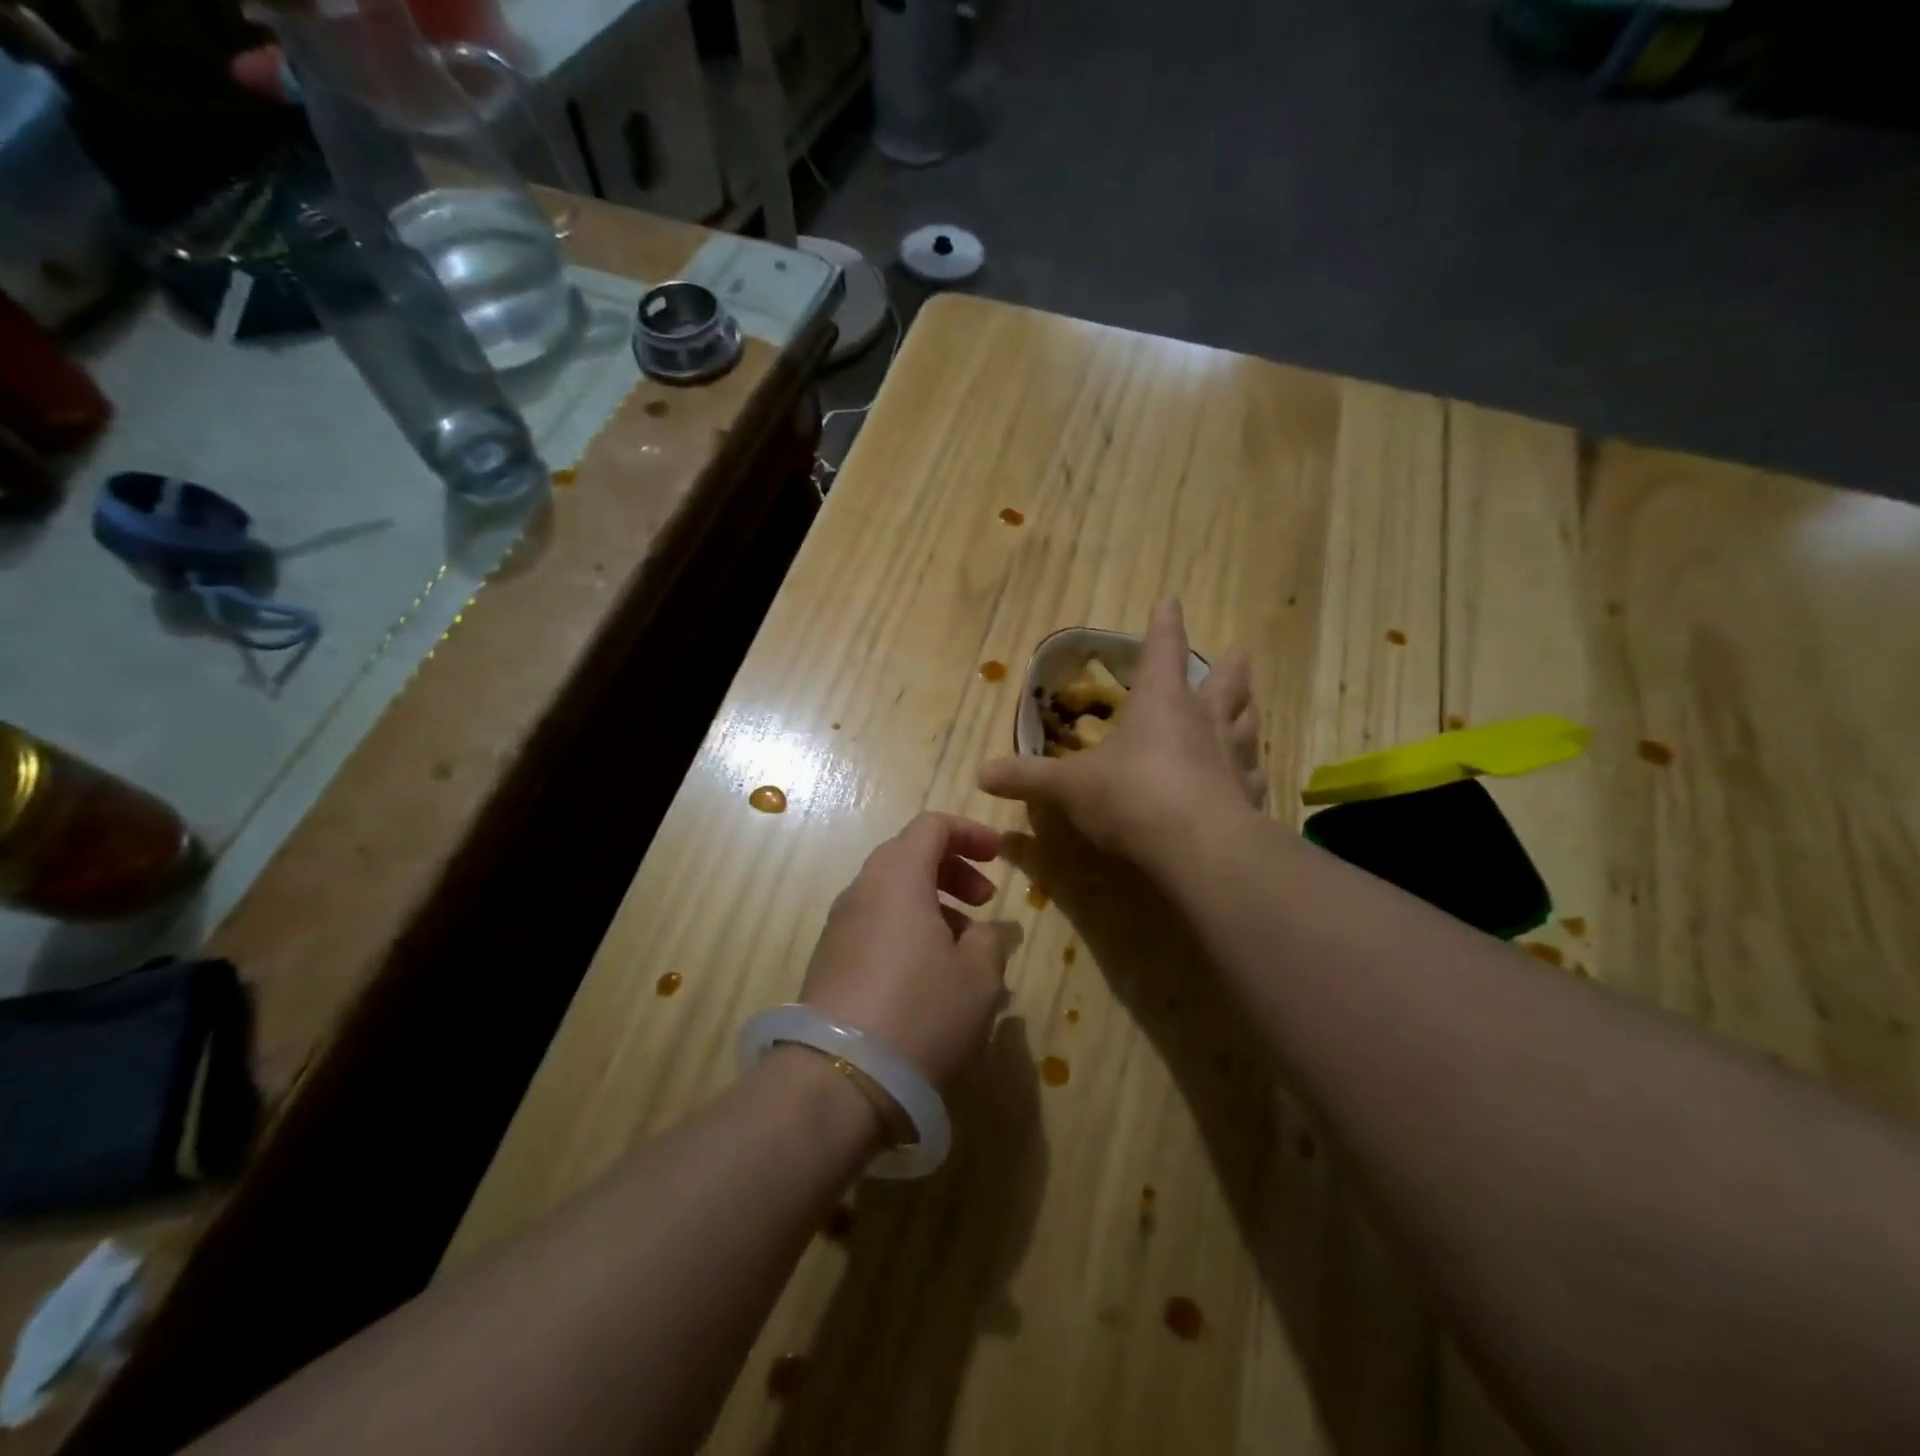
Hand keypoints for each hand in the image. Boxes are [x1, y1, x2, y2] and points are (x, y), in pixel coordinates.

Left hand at [798, 812, 1017, 1085]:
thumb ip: (990, 940)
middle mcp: (862, 891)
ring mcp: (839, 927)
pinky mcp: (828, 962)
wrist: (837, 1079)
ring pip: (890, 894)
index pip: (931, 825)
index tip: (999, 856)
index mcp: (898, 878)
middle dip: (952, 870)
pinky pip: (874, 926)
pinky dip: (906, 931)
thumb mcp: (978, 978)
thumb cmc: (920, 1013)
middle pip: (908, 856)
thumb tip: (986, 930)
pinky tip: (928, 978)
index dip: (970, 832)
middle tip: (985, 902)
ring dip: (931, 905)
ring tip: (963, 949)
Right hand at [978, 598, 1263, 859]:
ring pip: (1247, 723)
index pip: (1164, 649)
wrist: (1197, 847)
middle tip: (1240, 651)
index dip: (1165, 624)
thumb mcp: (1069, 787)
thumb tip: (980, 773)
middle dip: (1228, 666)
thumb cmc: (1130, 797)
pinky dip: (1252, 771)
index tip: (1171, 600)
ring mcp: (1233, 758)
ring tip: (1251, 704)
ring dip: (1247, 710)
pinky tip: (1253, 775)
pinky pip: (1254, 776)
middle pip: (1225, 683)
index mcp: (1161, 703)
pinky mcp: (1249, 797)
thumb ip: (1028, 778)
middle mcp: (1203, 721)